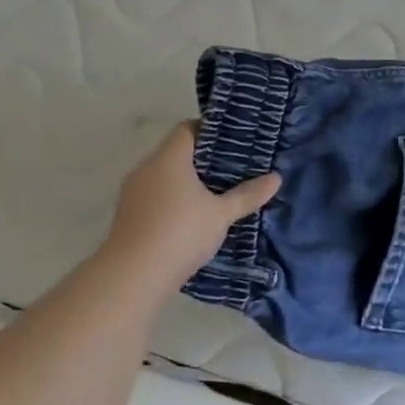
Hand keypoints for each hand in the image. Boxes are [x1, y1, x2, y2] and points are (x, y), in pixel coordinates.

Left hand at [100, 122, 280, 299]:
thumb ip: (247, 195)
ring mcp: (132, 192)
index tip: (233, 142)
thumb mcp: (221, 214)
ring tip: (216, 194)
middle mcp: (146, 168)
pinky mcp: (128, 215)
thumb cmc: (181, 233)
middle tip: (233, 169)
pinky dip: (173, 200)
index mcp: (168, 158)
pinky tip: (192, 217)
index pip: (187, 128)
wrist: (133, 275)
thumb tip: (276, 178)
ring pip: (164, 176)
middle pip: (176, 152)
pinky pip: (155, 196)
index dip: (210, 130)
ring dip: (187, 182)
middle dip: (203, 159)